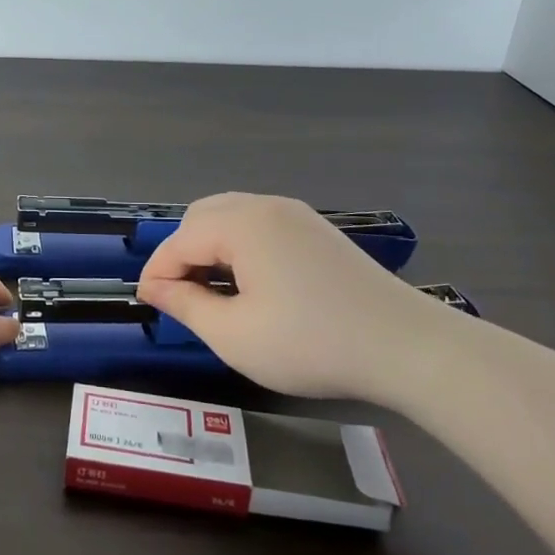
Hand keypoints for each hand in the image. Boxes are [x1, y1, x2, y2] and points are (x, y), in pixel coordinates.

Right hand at [136, 192, 448, 399]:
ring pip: (231, 218)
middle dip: (182, 253)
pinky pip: (260, 226)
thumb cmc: (312, 343)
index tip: (147, 305)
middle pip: (202, 217)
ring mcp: (296, 215)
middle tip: (180, 297)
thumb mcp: (235, 335)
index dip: (157, 273)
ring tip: (211, 292)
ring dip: (210, 248)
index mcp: (241, 223)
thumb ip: (186, 305)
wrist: (407, 347)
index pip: (180, 240)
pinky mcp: (317, 231)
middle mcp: (265, 206)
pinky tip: (250, 284)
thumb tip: (154, 288)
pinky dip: (240, 247)